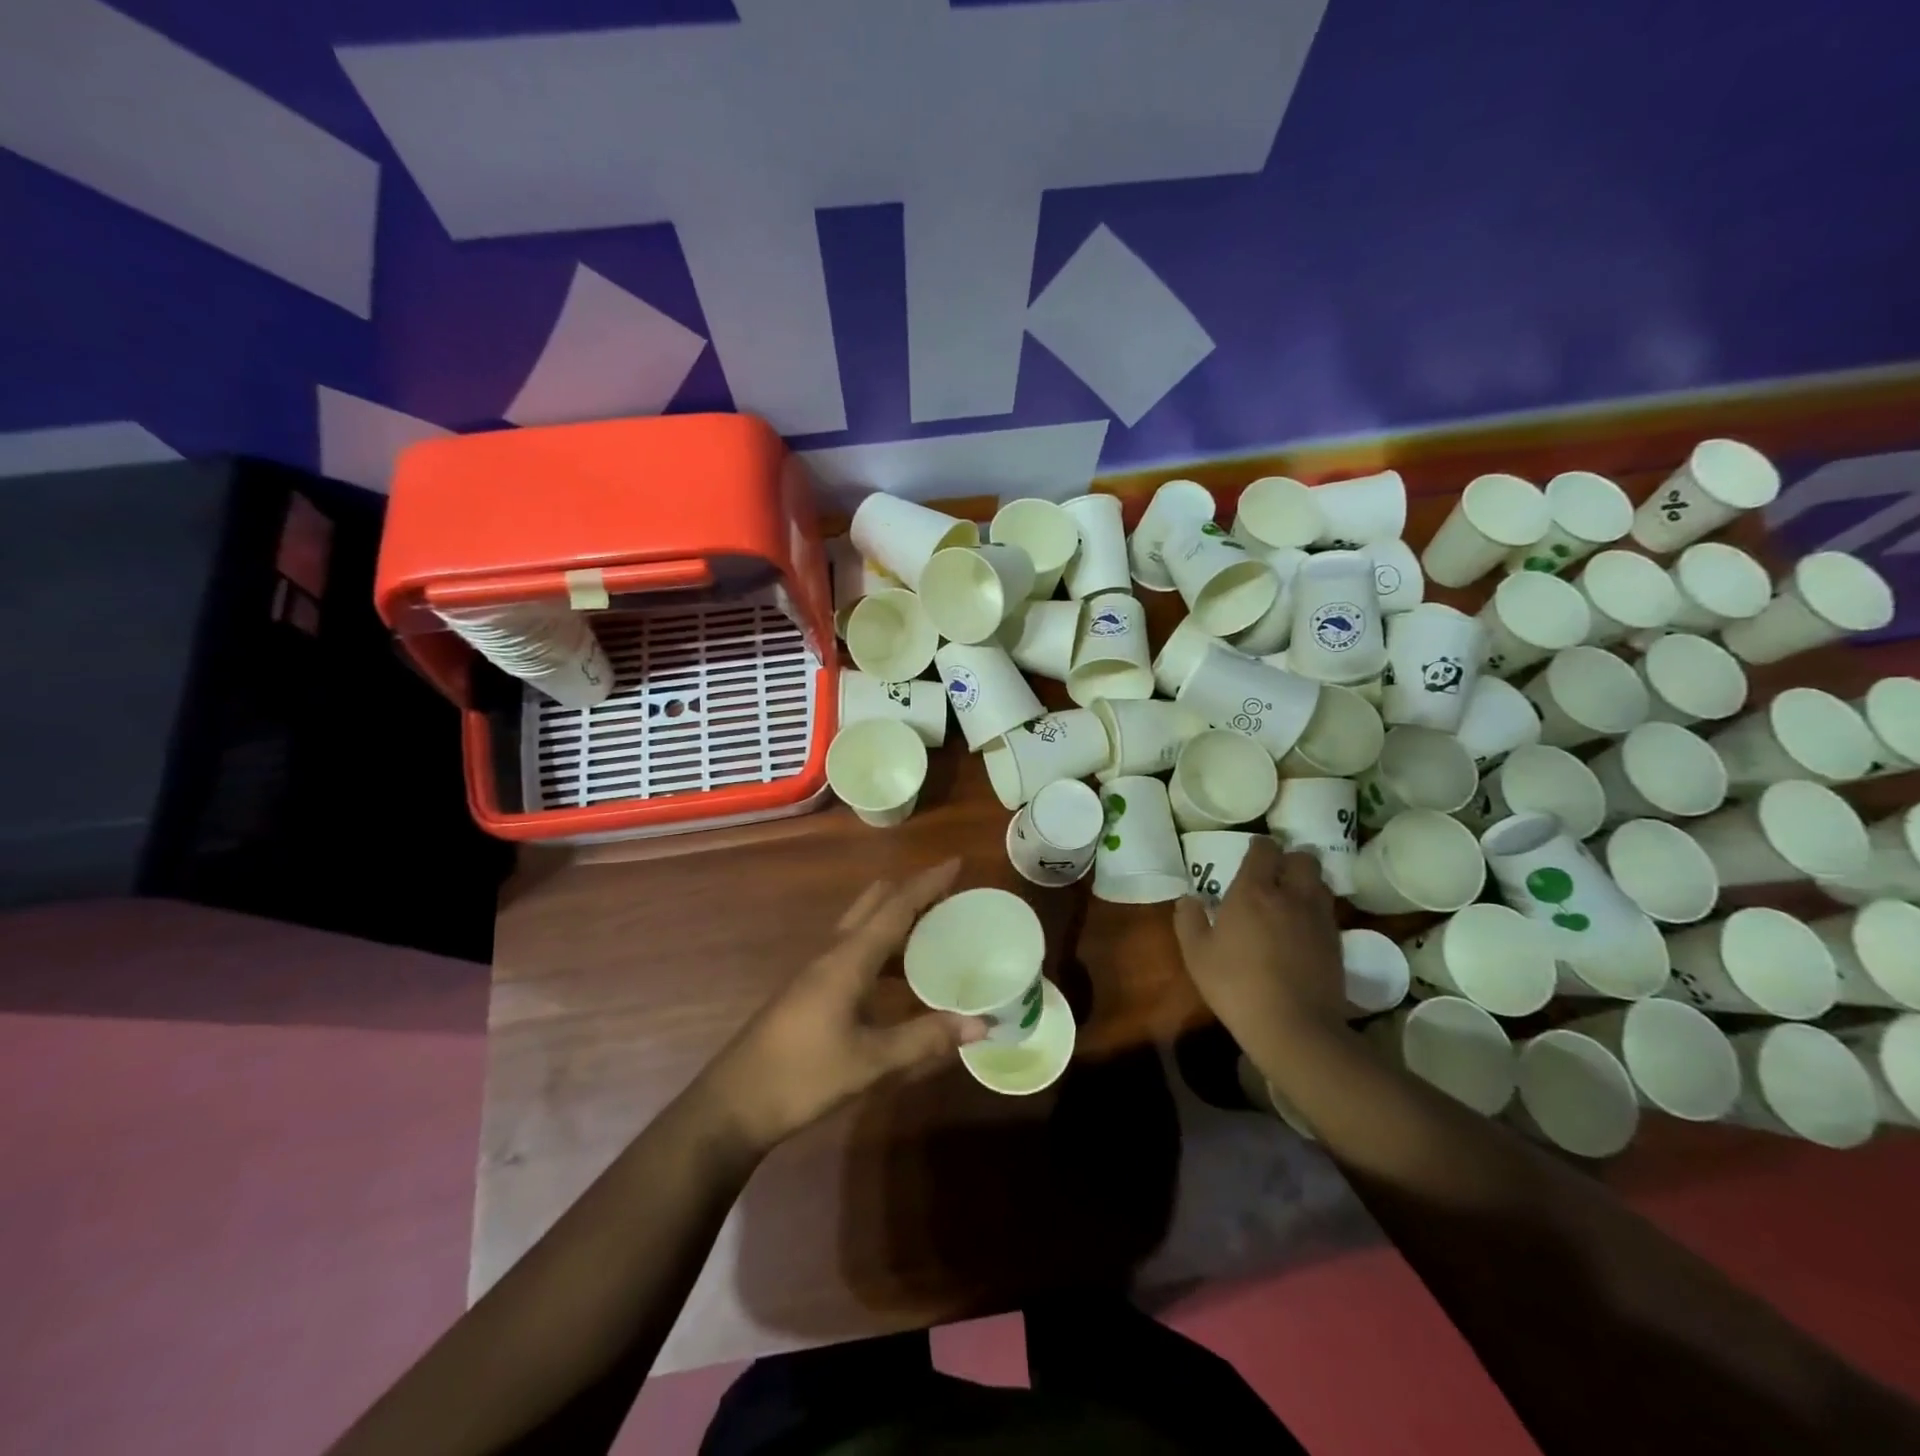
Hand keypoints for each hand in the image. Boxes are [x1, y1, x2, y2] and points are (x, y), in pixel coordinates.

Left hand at [702, 859, 986, 1151]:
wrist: (735, 1103)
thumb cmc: (803, 1076)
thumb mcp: (871, 1062)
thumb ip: (926, 1039)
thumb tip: (981, 1024)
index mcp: (848, 959)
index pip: (896, 906)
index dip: (927, 883)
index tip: (957, 863)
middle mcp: (833, 953)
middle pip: (875, 903)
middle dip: (911, 893)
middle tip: (949, 900)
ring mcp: (818, 971)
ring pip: (863, 926)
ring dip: (897, 920)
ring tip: (935, 934)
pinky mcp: (812, 990)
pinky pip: (855, 951)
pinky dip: (884, 949)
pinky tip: (901, 979)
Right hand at [1172, 838, 1346, 1061]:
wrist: (1294, 1027)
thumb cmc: (1236, 985)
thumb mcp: (1196, 955)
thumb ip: (1188, 920)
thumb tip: (1188, 898)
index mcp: (1253, 891)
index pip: (1264, 850)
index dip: (1259, 846)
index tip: (1252, 852)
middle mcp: (1290, 895)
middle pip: (1303, 858)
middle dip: (1289, 859)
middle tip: (1274, 873)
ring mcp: (1318, 918)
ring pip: (1320, 882)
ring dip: (1306, 882)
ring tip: (1291, 897)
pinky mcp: (1336, 942)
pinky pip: (1327, 911)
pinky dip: (1316, 910)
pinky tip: (1302, 928)